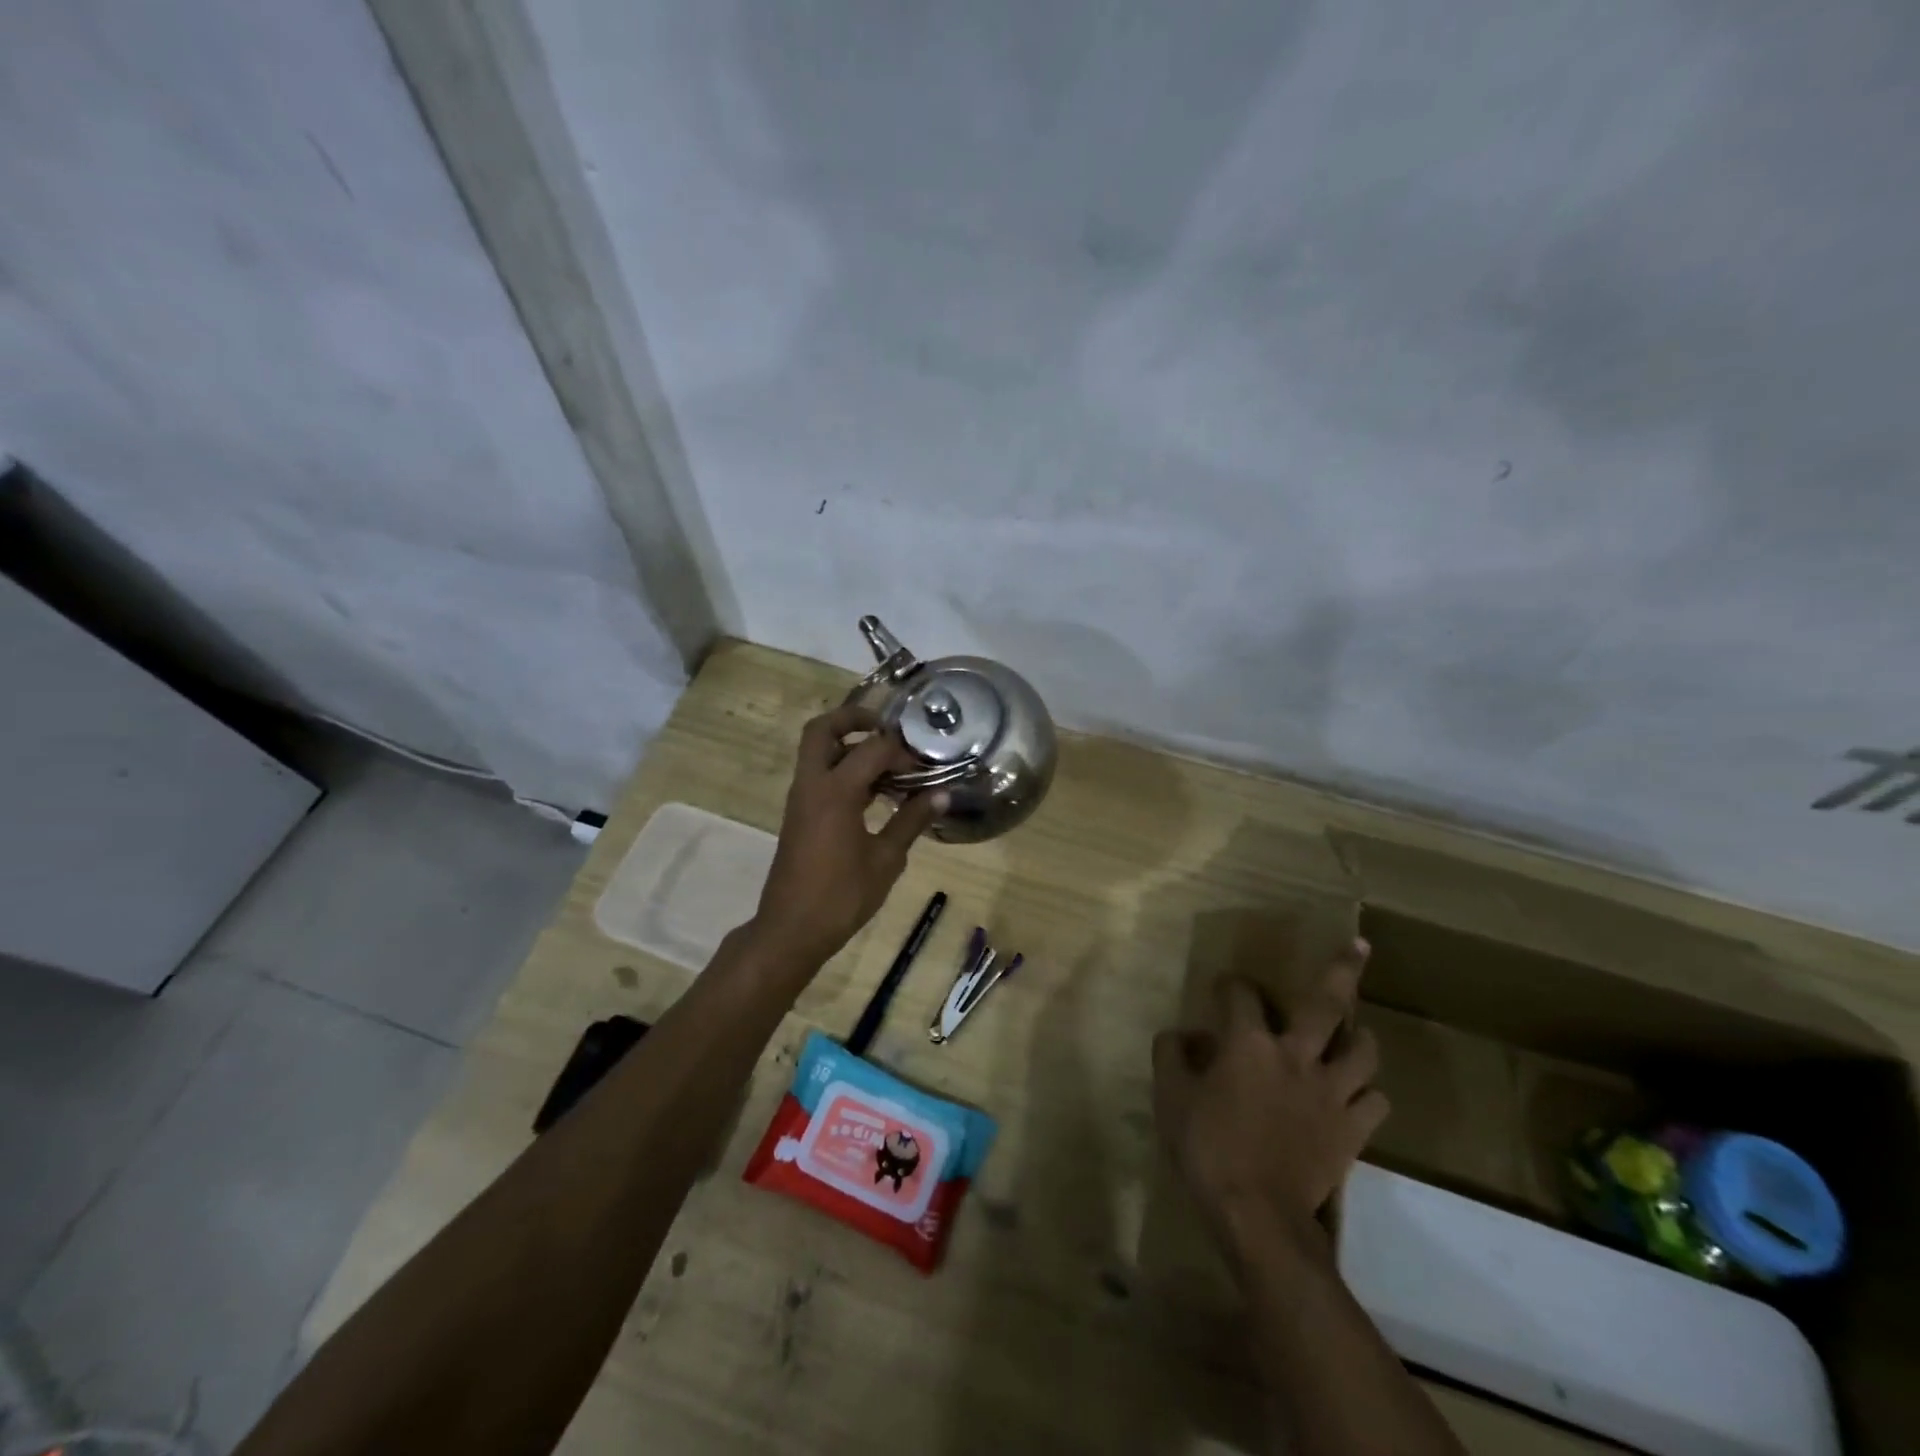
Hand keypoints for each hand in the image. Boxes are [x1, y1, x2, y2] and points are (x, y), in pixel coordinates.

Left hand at [748, 704, 947, 973]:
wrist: (791, 929)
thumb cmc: (841, 896)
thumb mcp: (886, 860)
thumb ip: (912, 821)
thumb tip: (943, 795)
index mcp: (835, 791)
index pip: (872, 749)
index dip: (902, 751)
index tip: (925, 765)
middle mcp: (812, 785)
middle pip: (822, 729)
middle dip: (854, 719)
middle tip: (887, 728)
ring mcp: (801, 798)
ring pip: (818, 751)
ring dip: (849, 745)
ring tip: (889, 761)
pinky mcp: (799, 814)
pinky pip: (819, 775)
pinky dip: (843, 769)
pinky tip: (875, 791)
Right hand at [1152, 939, 1386, 1267]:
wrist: (1257, 1215)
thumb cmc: (1207, 1148)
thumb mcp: (1170, 1097)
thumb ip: (1171, 1056)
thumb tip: (1181, 1034)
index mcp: (1249, 1043)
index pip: (1241, 994)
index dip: (1230, 984)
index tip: (1223, 986)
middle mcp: (1297, 1056)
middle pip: (1328, 1004)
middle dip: (1342, 970)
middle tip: (1359, 946)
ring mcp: (1331, 1093)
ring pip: (1364, 1052)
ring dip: (1361, 1037)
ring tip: (1356, 1032)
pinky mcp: (1353, 1130)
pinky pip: (1375, 1103)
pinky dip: (1369, 1094)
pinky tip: (1357, 1095)